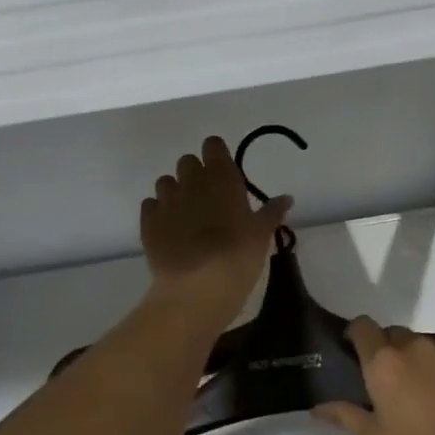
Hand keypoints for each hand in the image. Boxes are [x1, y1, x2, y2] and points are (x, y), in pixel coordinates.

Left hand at [141, 137, 292, 327]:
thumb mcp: (262, 236)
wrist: (196, 288)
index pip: (213, 146)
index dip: (217, 156)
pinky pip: (150, 206)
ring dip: (175, 192)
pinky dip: (158, 212)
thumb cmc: (237, 257)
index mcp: (221, 178)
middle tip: (208, 199)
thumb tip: (286, 198)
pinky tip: (169, 230)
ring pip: (166, 182)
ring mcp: (165, 201)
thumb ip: (271, 212)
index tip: (224, 173)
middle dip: (195, 174)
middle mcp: (190, 181)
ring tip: (186, 216)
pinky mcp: (147, 222)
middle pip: (187, 162)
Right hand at [313, 318, 434, 434]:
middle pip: (397, 335)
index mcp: (385, 362)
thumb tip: (318, 407)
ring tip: (433, 398)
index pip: (363, 327)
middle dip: (392, 352)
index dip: (357, 336)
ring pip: (430, 348)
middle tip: (395, 385)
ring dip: (425, 364)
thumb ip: (346, 416)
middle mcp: (417, 347)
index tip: (357, 354)